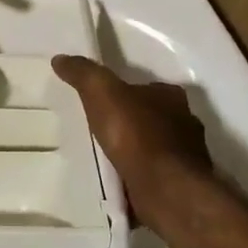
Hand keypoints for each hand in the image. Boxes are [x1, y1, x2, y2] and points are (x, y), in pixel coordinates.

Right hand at [52, 55, 212, 232]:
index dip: (126, 93)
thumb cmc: (135, 134)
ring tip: (109, 160)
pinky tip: (122, 184)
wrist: (164, 189)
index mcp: (171, 97)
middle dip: (132, 124)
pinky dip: (140, 178)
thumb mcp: (101, 92)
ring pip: (157, 149)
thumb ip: (83, 73)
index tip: (104, 103)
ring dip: (137, 153)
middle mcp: (185, 123)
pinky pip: (155, 176)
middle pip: (154, 118)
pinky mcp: (181, 186)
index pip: (147, 88)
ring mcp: (187, 157)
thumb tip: (60, 58)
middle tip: (103, 132)